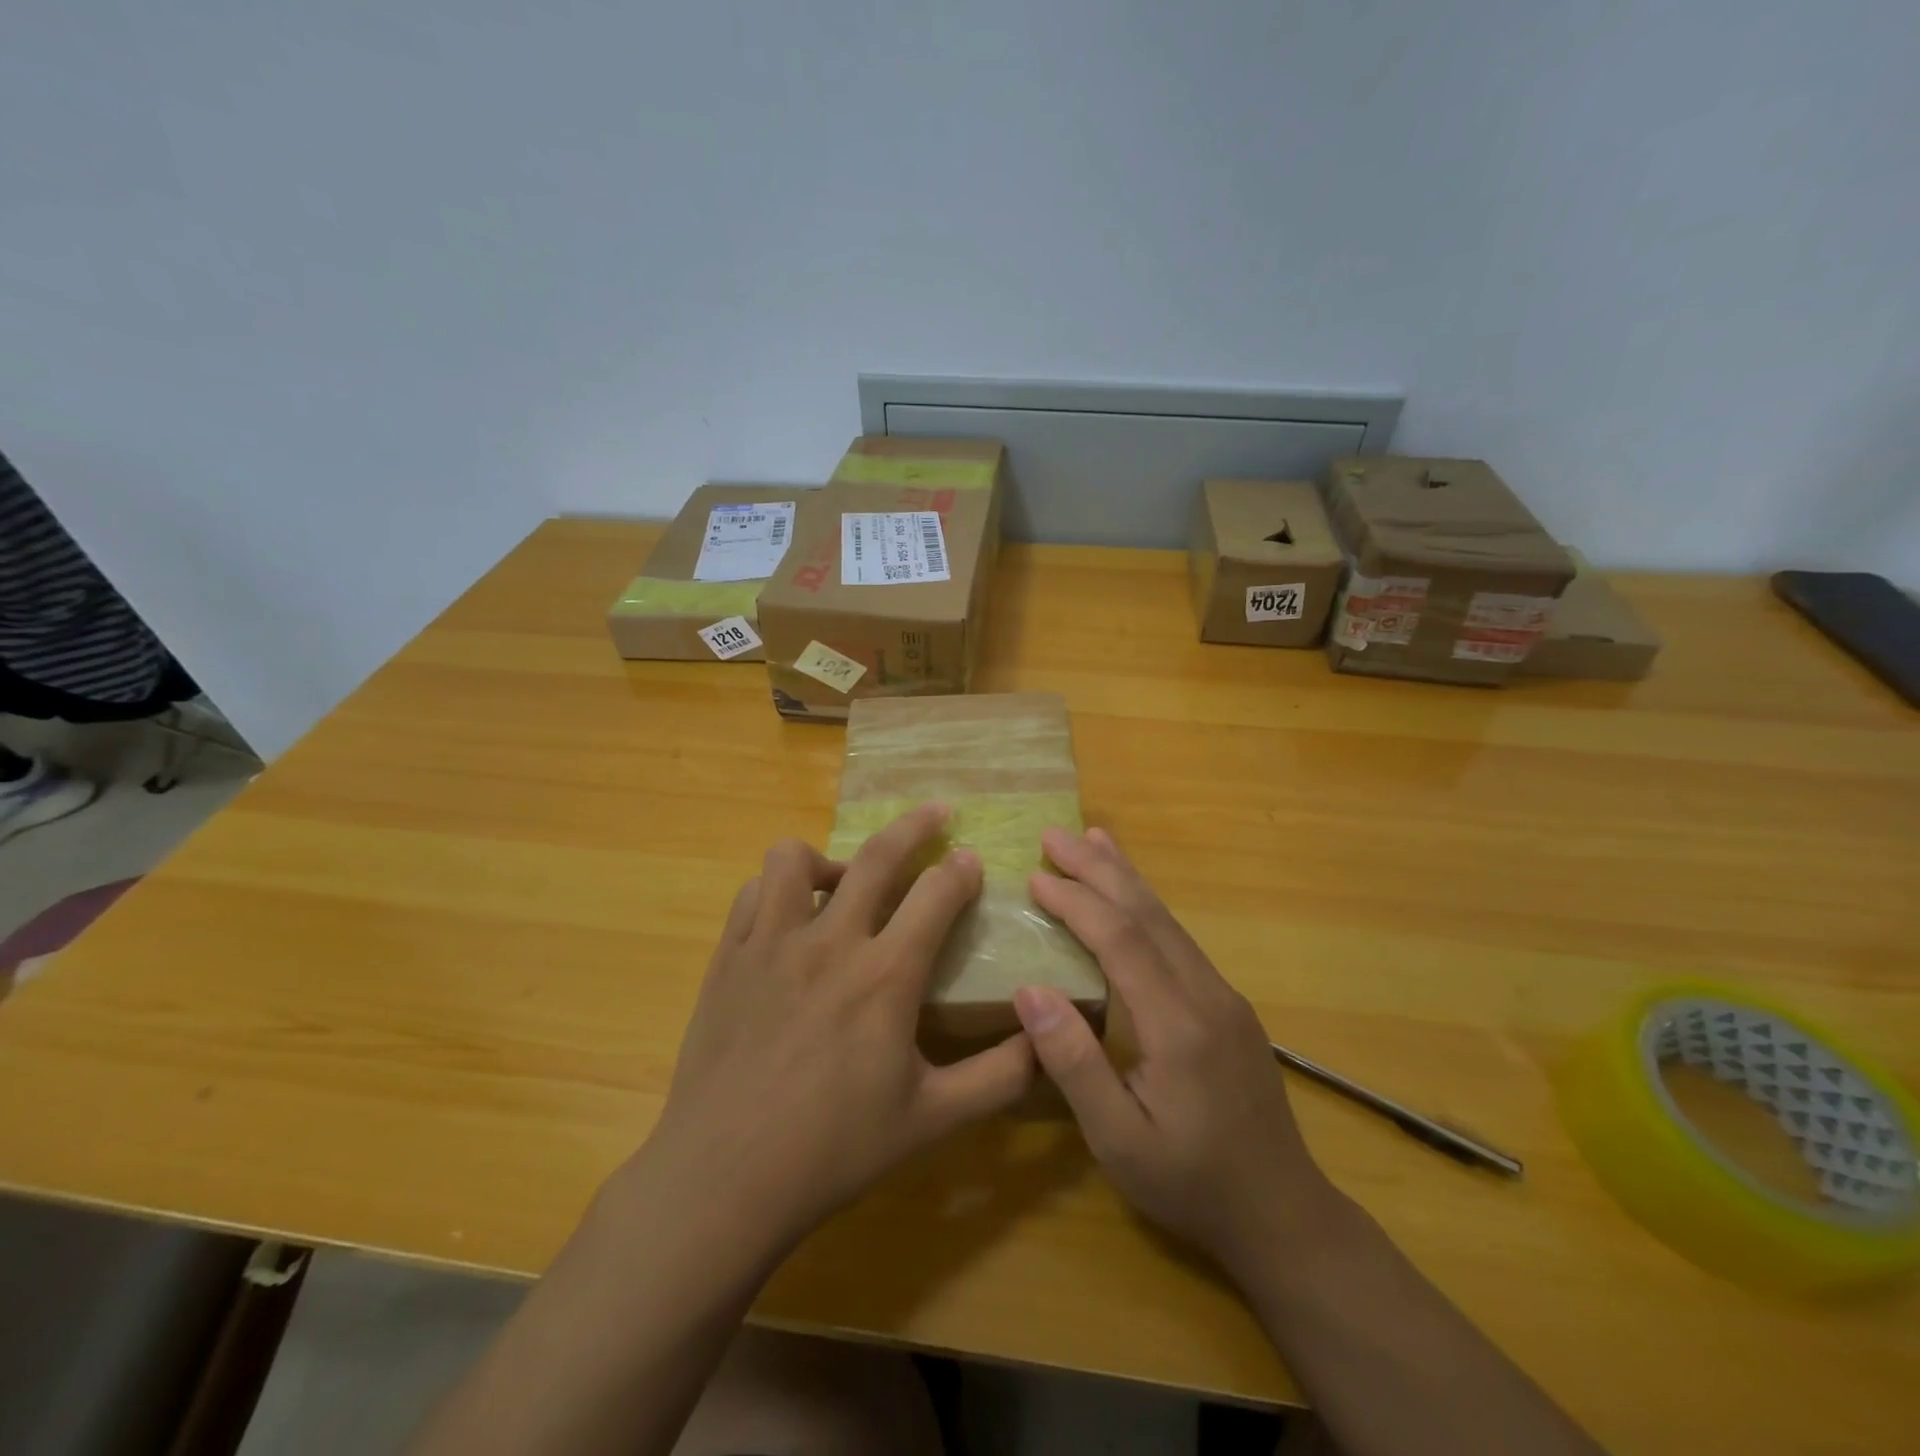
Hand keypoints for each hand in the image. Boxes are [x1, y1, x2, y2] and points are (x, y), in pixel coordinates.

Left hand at [639, 804, 1034, 1256]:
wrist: (726, 1178)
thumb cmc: (835, 1149)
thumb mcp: (932, 1119)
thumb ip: (999, 1077)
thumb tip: (1047, 1038)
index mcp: (886, 976)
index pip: (937, 895)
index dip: (961, 871)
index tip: (972, 860)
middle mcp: (830, 941)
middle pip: (878, 855)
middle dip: (914, 825)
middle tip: (935, 812)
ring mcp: (772, 943)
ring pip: (796, 858)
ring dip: (829, 857)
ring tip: (845, 881)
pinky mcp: (729, 956)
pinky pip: (753, 893)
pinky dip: (778, 891)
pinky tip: (791, 919)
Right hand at [1014, 827, 1337, 1276]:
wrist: (1282, 1214)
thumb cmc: (1190, 1183)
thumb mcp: (1118, 1141)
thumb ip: (1074, 1064)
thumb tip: (1029, 990)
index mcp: (1178, 1024)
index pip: (1121, 940)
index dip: (1077, 902)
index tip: (1036, 875)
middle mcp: (1206, 994)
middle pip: (1148, 914)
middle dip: (1099, 869)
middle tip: (1055, 834)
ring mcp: (1223, 995)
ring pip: (1169, 920)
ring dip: (1126, 877)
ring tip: (1093, 840)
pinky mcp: (1228, 1004)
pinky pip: (1180, 939)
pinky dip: (1148, 906)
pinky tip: (1133, 898)